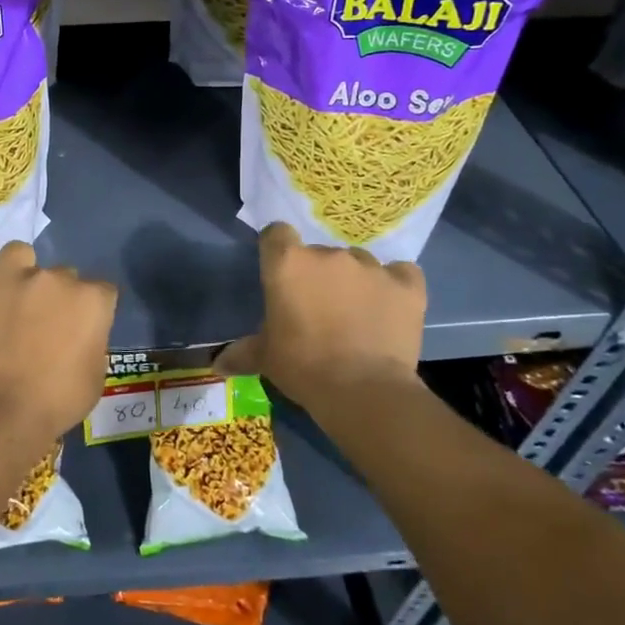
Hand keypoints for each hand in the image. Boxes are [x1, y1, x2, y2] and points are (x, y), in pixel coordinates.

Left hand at [0, 241, 116, 435]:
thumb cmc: (58, 400)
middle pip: (62, 275)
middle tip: (41, 323)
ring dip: (19, 271)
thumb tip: (80, 334)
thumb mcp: (95, 375)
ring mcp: (14, 275)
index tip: (80, 328)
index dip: (91, 310)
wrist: (3, 409)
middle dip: (55, 295)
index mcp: (91, 300)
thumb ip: (93, 341)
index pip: (101, 290)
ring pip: (20, 253)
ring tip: (11, 297)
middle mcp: (56, 277)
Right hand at [216, 223, 427, 424]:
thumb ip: (242, 352)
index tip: (282, 274)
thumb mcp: (265, 358)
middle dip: (319, 275)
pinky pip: (401, 275)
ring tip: (357, 315)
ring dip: (355, 281)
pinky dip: (395, 287)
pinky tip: (390, 308)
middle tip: (319, 308)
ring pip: (359, 263)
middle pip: (320, 253)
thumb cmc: (302, 367)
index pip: (277, 233)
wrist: (363, 391)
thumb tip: (217, 363)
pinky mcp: (407, 284)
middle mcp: (328, 255)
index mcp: (287, 263)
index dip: (278, 250)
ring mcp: (371, 267)